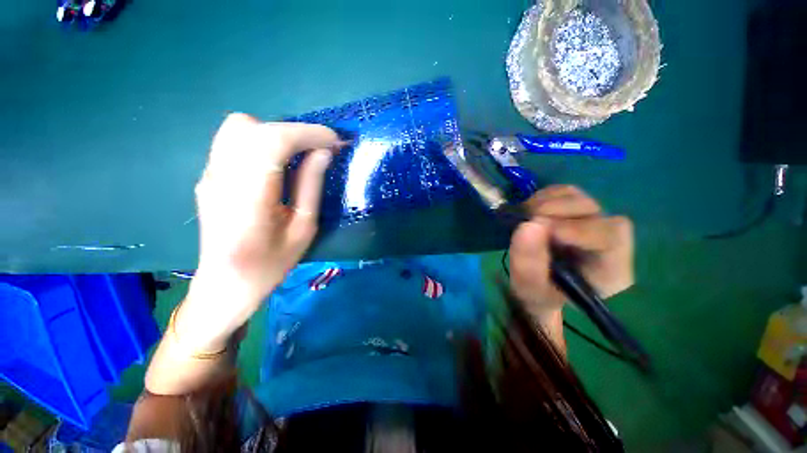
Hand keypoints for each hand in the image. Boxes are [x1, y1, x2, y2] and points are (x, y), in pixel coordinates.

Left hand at [180, 113, 342, 349]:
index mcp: (248, 198)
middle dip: (293, 132)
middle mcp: (221, 178)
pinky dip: (262, 140)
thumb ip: (311, 186)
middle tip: (317, 150)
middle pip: (251, 127)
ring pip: (238, 127)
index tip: (334, 141)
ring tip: (298, 155)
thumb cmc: (271, 264)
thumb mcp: (303, 229)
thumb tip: (324, 152)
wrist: (226, 283)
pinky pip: (234, 141)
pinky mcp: (209, 175)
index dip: (307, 134)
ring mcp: (210, 175)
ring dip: (276, 133)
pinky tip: (277, 163)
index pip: (272, 142)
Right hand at [508, 185, 633, 318]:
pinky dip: (542, 197)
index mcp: (610, 269)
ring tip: (524, 218)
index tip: (544, 230)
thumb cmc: (539, 293)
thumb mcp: (530, 288)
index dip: (579, 229)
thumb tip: (527, 224)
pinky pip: (563, 192)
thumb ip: (528, 263)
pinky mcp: (574, 210)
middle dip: (556, 213)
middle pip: (593, 211)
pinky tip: (529, 212)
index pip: (611, 238)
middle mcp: (607, 240)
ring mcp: (591, 220)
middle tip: (526, 222)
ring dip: (545, 203)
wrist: (540, 286)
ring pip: (577, 197)